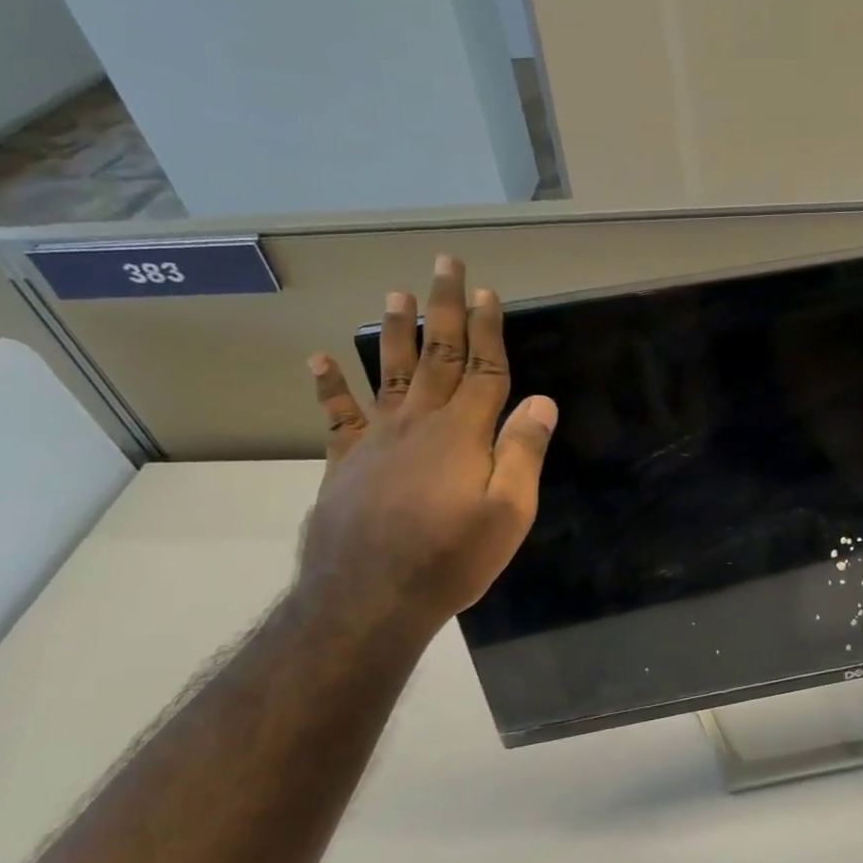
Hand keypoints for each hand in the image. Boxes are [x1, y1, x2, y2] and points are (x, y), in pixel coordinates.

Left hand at [298, 255, 557, 637]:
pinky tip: (320, 359)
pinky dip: (330, 386)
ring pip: (390, 371)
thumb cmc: (450, 558)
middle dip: (444, 308)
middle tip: (444, 264)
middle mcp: (420, 422)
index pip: (484, 369)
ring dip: (394, 330)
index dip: (488, 329)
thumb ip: (522, 453)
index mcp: (464, 432)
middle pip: (438, 355)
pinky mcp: (346, 461)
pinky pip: (338, 414)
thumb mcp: (507, 513)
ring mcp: (377, 438)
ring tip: (395, 292)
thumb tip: (543, 401)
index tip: (488, 292)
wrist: (369, 597)